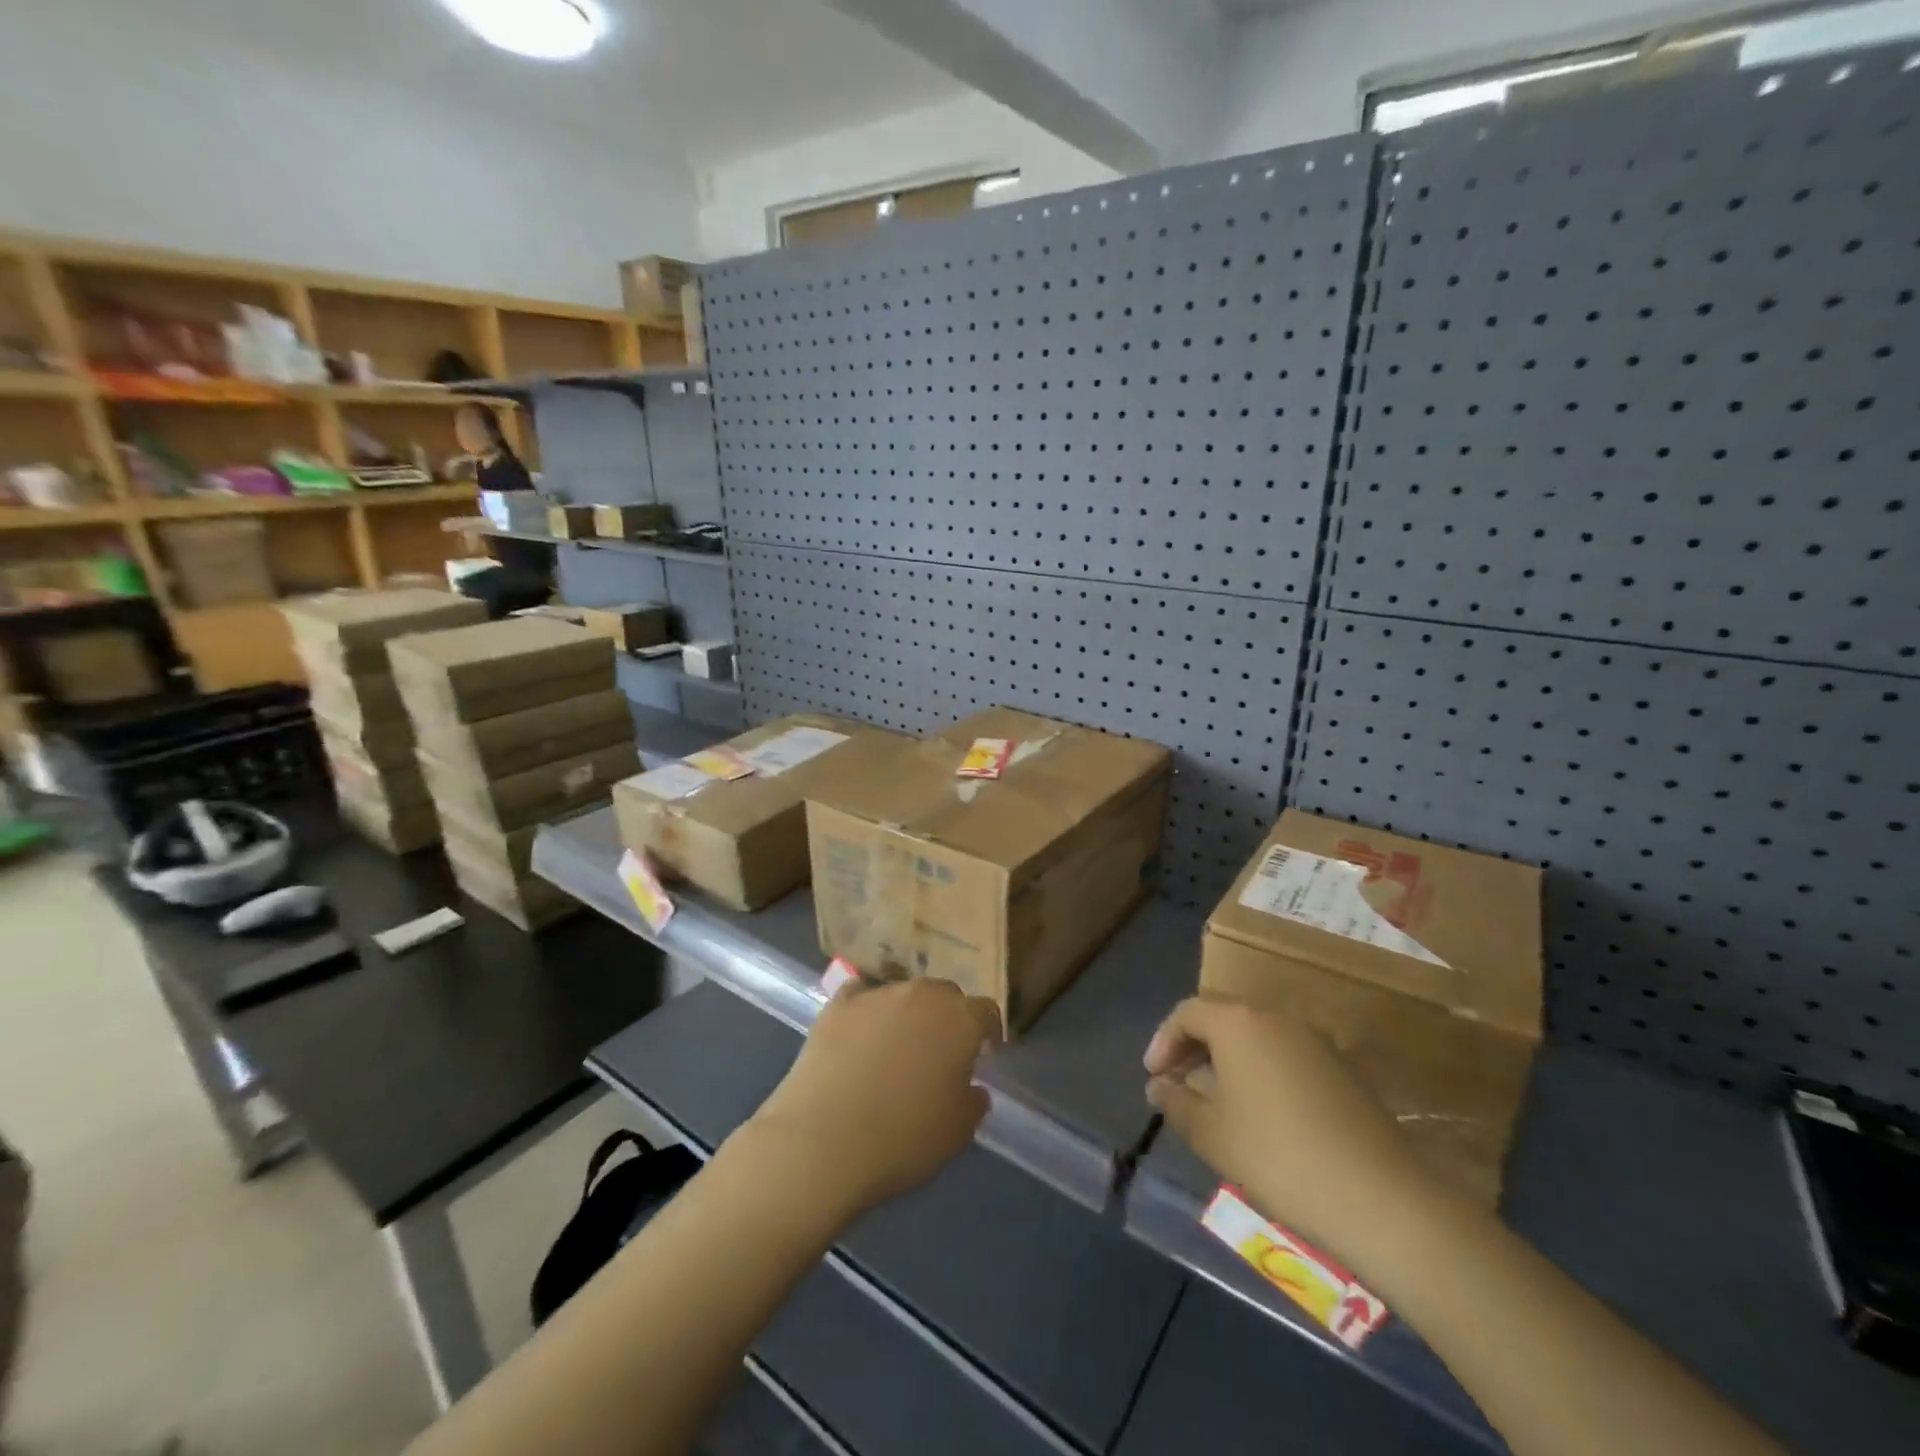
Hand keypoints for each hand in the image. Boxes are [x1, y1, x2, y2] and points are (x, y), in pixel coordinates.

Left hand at [748, 979, 1000, 1216]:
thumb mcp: (956, 1133)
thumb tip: (972, 1088)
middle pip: (944, 995)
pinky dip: (865, 1009)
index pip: (986, 1012)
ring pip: (903, 993)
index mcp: (960, 1020)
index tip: (983, 1054)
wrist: (823, 1141)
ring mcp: (878, 994)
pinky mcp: (838, 1003)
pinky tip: (858, 1032)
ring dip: (906, 1013)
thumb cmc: (902, 1139)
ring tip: (894, 1048)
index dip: (986, 1032)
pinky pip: (860, 995)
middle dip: (947, 1018)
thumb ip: (972, 1102)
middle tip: (938, 1052)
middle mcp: (923, 994)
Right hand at [1144, 996, 1438, 1249]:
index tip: (1153, 1076)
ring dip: (1228, 1058)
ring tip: (1216, 1099)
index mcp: (1238, 1022)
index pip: (1187, 1012)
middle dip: (1194, 1046)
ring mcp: (1315, 1041)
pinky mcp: (1343, 1069)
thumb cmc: (1276, 1156)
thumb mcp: (1210, 1133)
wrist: (1380, 1198)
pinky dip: (1262, 1071)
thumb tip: (1159, 1085)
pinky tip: (1262, 1113)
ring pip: (1257, 1036)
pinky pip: (1287, 1055)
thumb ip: (1176, 1101)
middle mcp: (1276, 1017)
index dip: (1163, 1040)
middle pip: (1223, 1017)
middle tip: (1177, 1082)